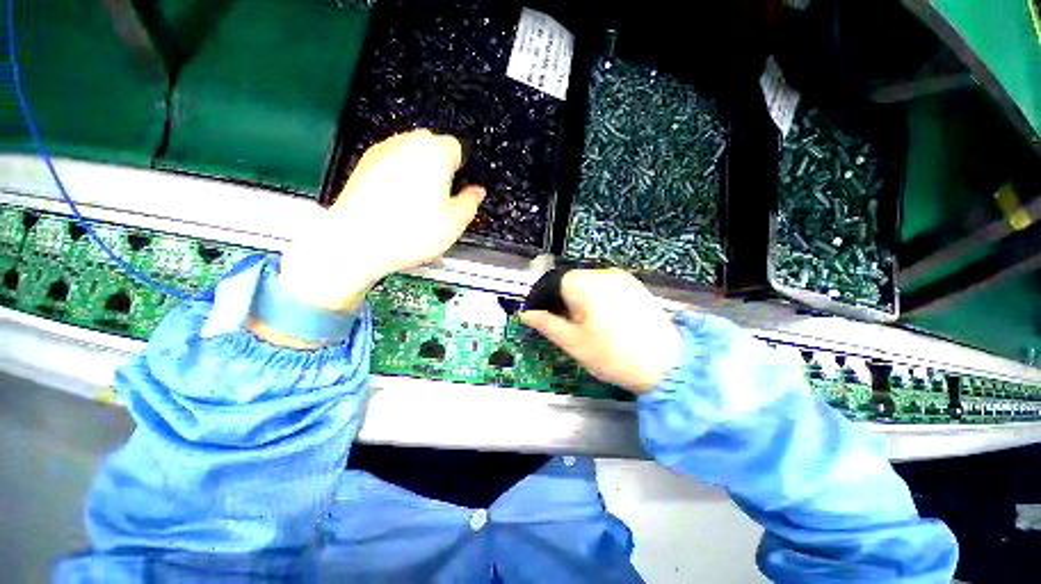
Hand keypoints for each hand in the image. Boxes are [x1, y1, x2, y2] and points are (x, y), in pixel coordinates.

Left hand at [279, 129, 484, 311]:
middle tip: (440, 196)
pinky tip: (397, 201)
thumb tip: (476, 192)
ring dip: (418, 169)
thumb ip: (470, 203)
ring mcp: (383, 151)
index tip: (457, 187)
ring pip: (409, 152)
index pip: (456, 148)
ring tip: (417, 201)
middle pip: (431, 145)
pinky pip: (390, 162)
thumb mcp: (454, 224)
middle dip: (439, 165)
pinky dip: (398, 174)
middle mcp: (408, 144)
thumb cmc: (409, 233)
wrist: (358, 241)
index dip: (460, 168)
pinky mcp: (364, 164)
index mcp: (435, 155)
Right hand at [519, 269, 681, 393]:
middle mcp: (604, 274)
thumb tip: (525, 315)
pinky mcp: (635, 287)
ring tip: (582, 326)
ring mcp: (622, 279)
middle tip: (560, 325)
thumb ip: (546, 324)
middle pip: (570, 281)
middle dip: (560, 301)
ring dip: (577, 300)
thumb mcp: (573, 342)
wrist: (667, 366)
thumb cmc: (613, 355)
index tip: (539, 317)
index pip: (553, 282)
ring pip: (587, 285)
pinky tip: (601, 321)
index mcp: (585, 284)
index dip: (542, 299)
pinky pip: (605, 288)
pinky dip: (595, 300)